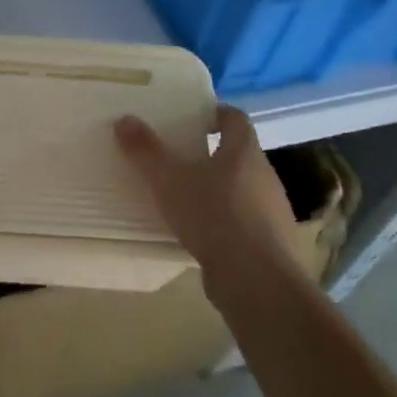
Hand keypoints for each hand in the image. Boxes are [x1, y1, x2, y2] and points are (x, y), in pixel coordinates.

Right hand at [114, 106, 300, 297]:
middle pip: (238, 154)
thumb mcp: (169, 180)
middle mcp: (264, 176)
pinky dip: (224, 222)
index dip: (214, 113)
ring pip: (241, 190)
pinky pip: (244, 223)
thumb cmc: (214, 216)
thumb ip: (146, 150)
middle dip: (209, 153)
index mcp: (244, 151)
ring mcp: (272, 212)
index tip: (192, 116)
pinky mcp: (271, 245)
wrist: (258, 283)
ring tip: (184, 197)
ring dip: (217, 190)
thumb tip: (124, 119)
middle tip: (177, 156)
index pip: (235, 118)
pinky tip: (200, 235)